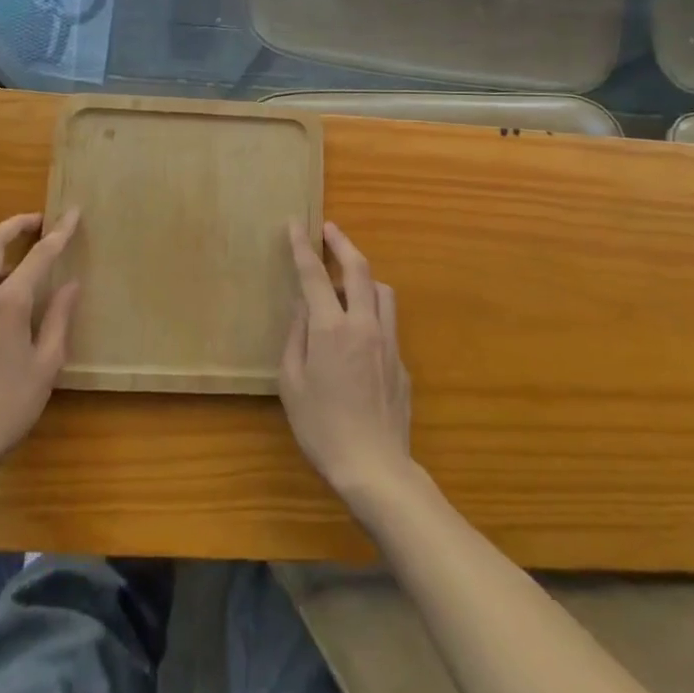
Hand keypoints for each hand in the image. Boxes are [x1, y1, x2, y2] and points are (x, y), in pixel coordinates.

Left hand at [0, 210, 80, 478]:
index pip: (38, 255)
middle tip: (40, 222)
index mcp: (9, 303)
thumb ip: (59, 318)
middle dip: (16, 223)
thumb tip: (70, 284)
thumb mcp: (47, 364)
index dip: (59, 232)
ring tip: (22, 252)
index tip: (74, 213)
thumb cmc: (8, 405)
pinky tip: (3, 287)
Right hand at [279, 222, 413, 507]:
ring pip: (381, 290)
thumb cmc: (322, 427)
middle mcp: (364, 324)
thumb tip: (302, 307)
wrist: (375, 467)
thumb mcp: (292, 383)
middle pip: (358, 268)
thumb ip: (296, 337)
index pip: (315, 275)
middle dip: (343, 243)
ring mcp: (388, 341)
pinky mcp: (401, 361)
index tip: (295, 224)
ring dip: (363, 275)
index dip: (303, 246)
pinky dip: (372, 310)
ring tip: (346, 279)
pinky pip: (388, 321)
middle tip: (330, 229)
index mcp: (331, 328)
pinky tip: (359, 332)